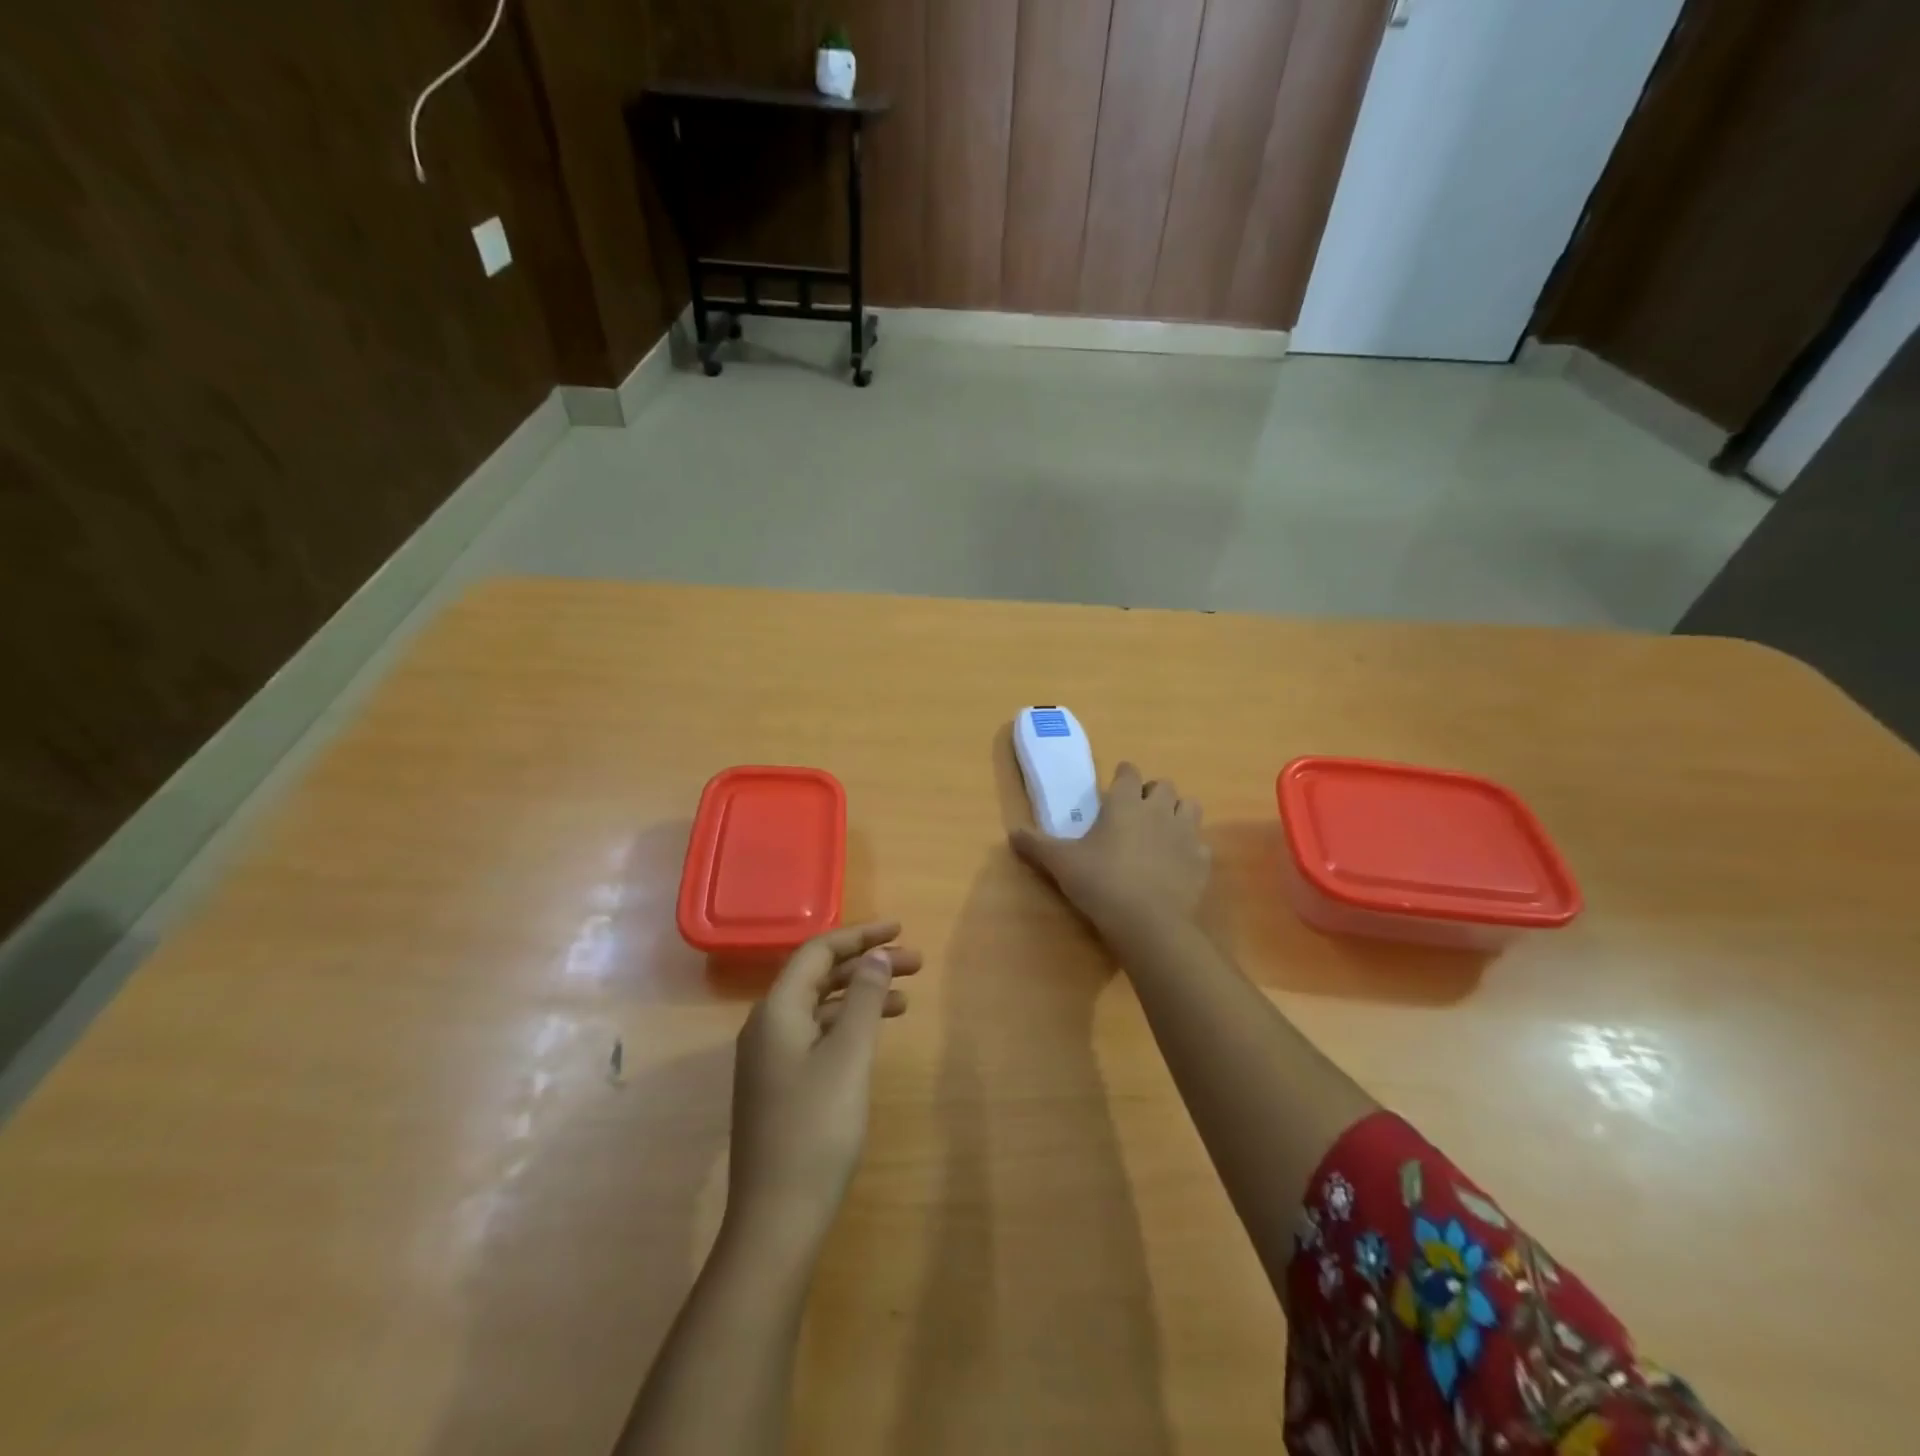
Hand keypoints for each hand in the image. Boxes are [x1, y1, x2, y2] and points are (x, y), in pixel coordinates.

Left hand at [723, 922, 920, 1259]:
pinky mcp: (779, 1085)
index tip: (900, 930)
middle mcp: (767, 1026)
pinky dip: (848, 1025)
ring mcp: (770, 1058)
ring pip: (820, 1008)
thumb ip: (863, 999)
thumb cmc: (816, 1129)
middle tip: (916, 964)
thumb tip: (878, 955)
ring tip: (906, 998)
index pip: (817, 951)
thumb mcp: (848, 1057)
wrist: (776, 1219)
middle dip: (866, 964)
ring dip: (860, 995)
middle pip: (819, 976)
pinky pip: (817, 1035)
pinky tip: (875, 1036)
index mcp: (776, 1011)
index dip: (860, 936)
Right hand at [1011, 762, 1211, 935]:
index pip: (1129, 772)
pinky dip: (1190, 849)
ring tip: (1161, 831)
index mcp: (1125, 803)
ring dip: (1177, 812)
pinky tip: (1176, 864)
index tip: (1114, 788)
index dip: (1122, 776)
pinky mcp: (1201, 860)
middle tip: (1136, 812)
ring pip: (1190, 806)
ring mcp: (1185, 834)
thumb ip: (1036, 845)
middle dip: (1152, 793)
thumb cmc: (1101, 882)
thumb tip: (1011, 833)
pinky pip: (1200, 844)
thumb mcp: (1061, 863)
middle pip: (1163, 785)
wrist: (1148, 922)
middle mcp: (1159, 810)